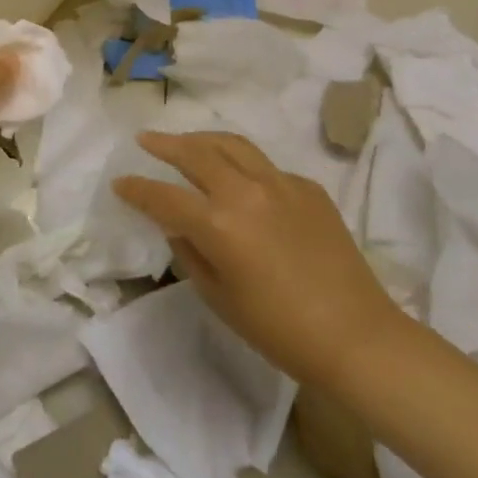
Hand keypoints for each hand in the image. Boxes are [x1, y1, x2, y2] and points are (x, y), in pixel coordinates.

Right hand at [112, 131, 401, 384]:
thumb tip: (177, 225)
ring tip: (187, 141)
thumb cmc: (279, 331)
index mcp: (218, 224)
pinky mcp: (307, 188)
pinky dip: (243, 165)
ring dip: (202, 139)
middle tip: (146, 140)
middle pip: (195, 153)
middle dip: (164, 144)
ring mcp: (280, 184)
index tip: (120, 183)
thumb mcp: (219, 298)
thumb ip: (190, 252)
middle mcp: (245, 192)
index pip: (163, 196)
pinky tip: (240, 180)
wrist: (357, 338)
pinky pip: (265, 167)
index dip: (137, 189)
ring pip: (232, 144)